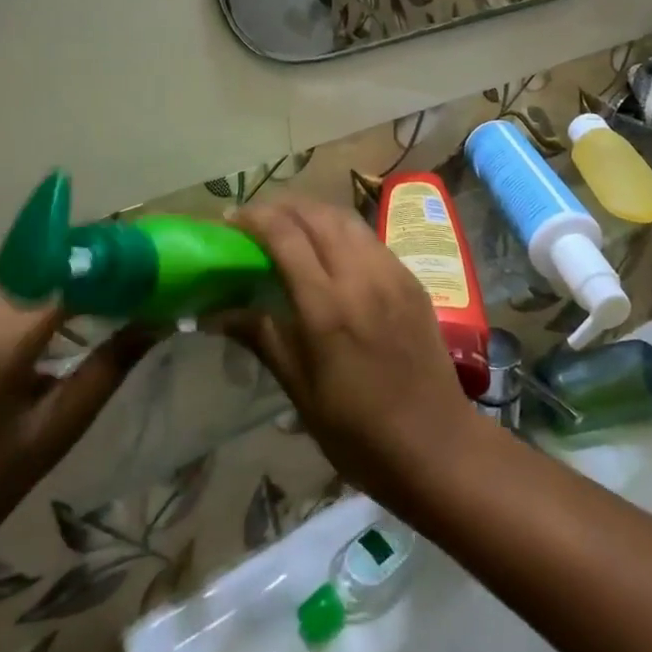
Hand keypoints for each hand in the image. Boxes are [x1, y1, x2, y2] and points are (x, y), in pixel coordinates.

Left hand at [0, 297, 154, 551]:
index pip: (71, 285)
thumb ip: (112, 364)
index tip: (150, 277)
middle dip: (99, 279)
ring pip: (43, 283)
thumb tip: (159, 320)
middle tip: (142, 287)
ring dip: (79, 288)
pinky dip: (57, 299)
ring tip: (121, 298)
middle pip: (56, 278)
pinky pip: (26, 296)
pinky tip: (83, 314)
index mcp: (2, 339)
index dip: (112, 276)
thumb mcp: (65, 422)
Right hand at [225, 197, 478, 511]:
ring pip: (345, 218)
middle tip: (255, 219)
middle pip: (316, 215)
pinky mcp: (411, 277)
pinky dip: (341, 228)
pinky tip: (329, 246)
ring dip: (312, 211)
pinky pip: (369, 236)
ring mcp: (391, 272)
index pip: (286, 236)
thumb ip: (262, 337)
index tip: (230, 220)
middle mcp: (361, 276)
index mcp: (327, 306)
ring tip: (289, 224)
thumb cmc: (358, 432)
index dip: (254, 218)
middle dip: (281, 207)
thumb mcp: (301, 390)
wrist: (436, 444)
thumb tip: (214, 313)